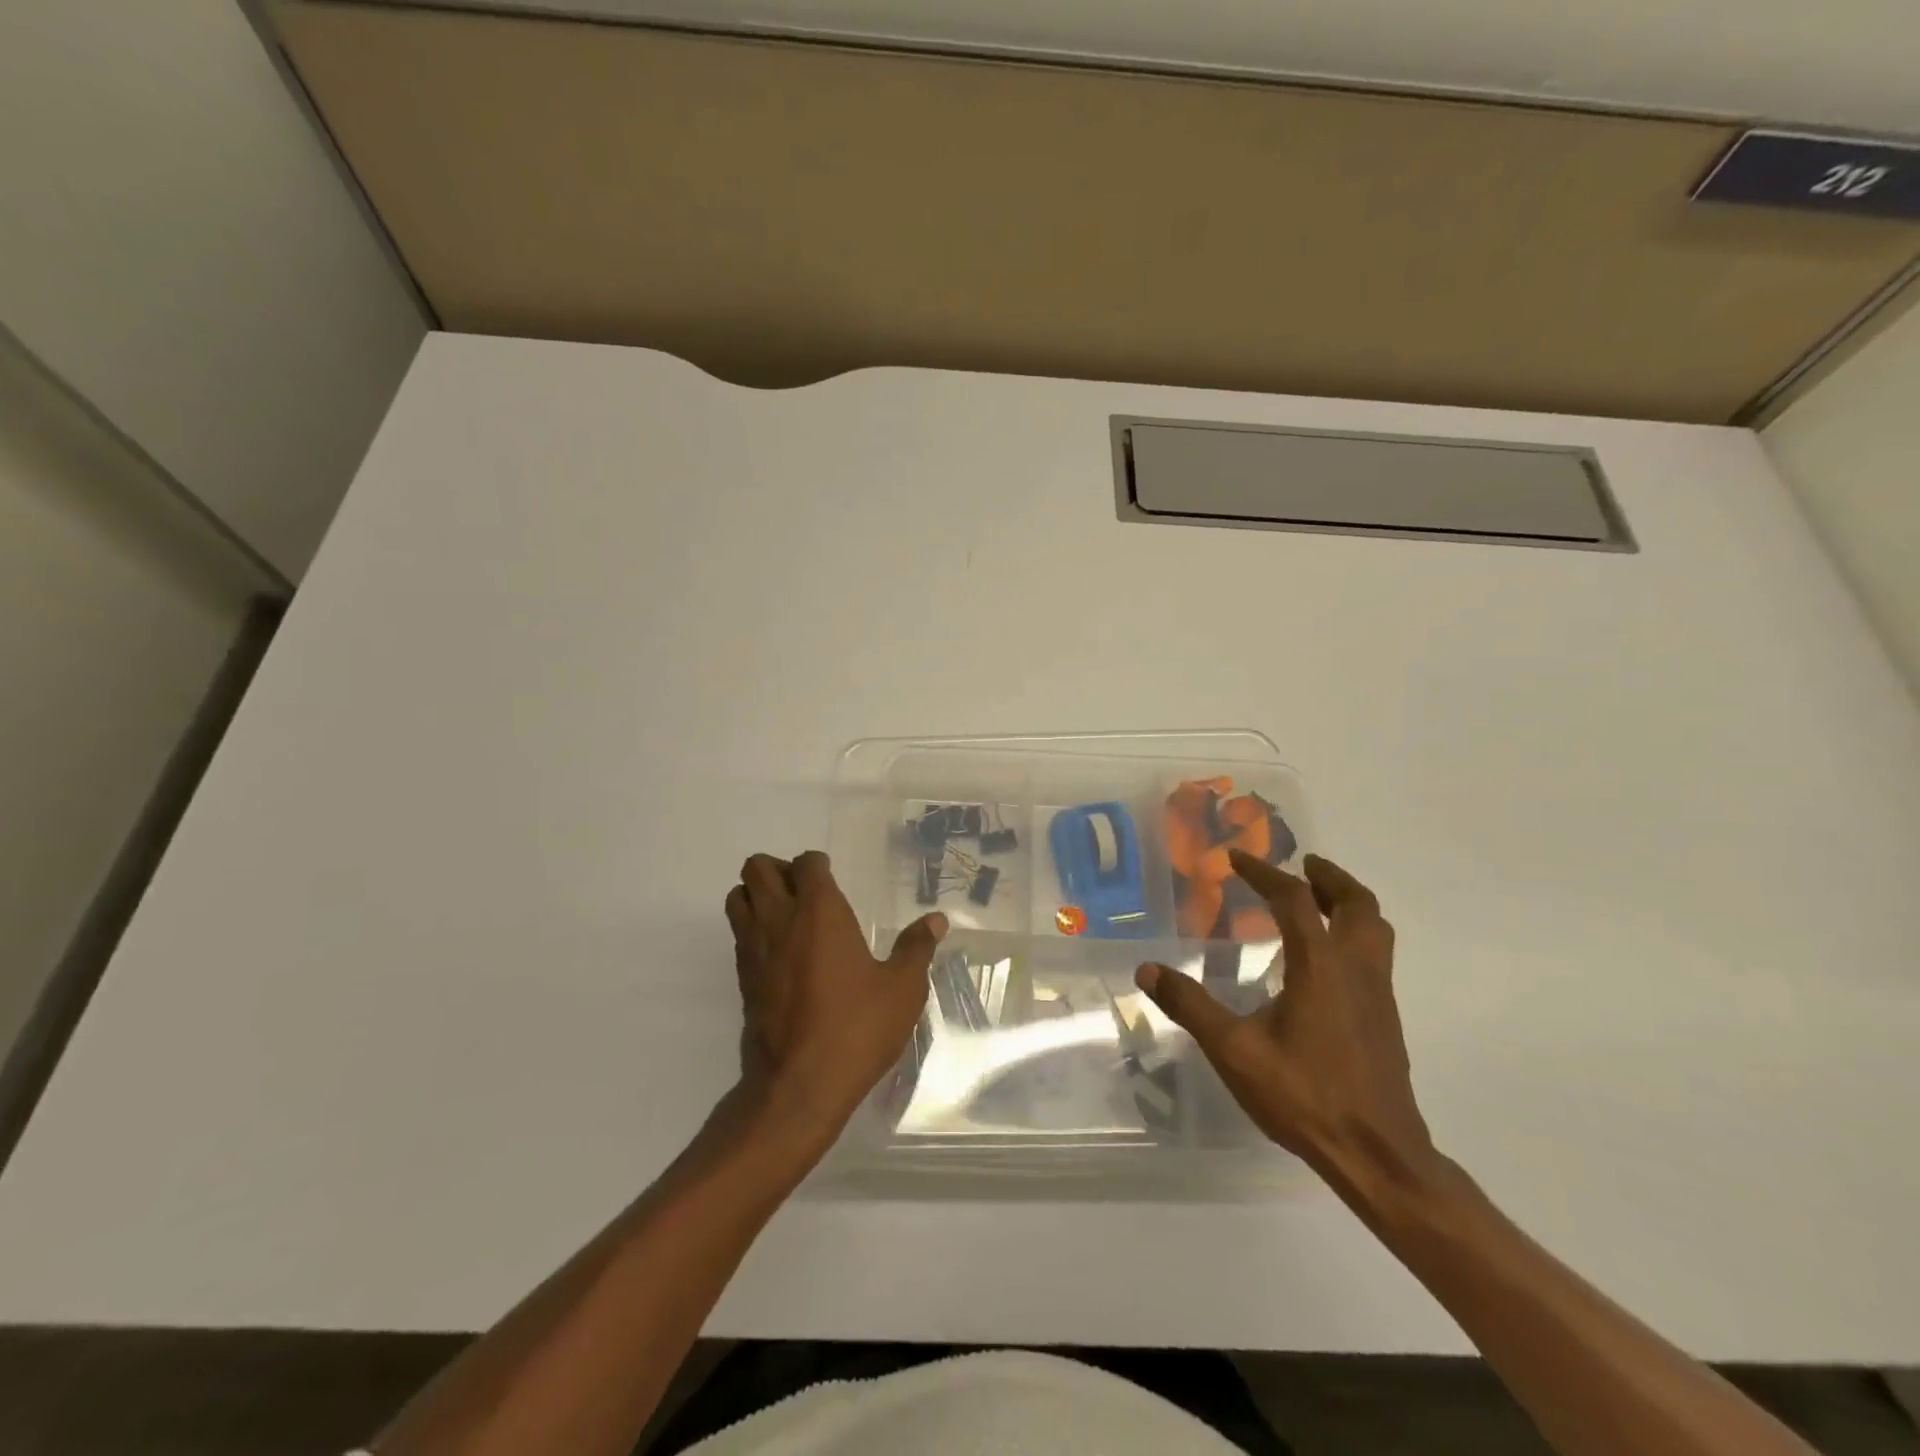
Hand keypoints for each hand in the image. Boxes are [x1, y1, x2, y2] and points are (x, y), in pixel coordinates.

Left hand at [726, 851, 946, 1142]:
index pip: (806, 864)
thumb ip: (917, 948)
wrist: (798, 1086)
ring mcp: (754, 948)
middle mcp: (780, 920)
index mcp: (819, 912)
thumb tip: (936, 920)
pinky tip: (781, 952)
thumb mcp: (902, 989)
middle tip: (806, 891)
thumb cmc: (856, 1028)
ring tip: (786, 914)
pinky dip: (752, 927)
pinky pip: (738, 933)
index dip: (818, 864)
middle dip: (779, 869)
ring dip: (756, 894)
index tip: (832, 876)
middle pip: (757, 868)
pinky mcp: (742, 978)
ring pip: (737, 896)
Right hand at [1136, 851, 1438, 1197]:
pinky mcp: (1384, 1018)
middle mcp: (1356, 969)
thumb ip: (1191, 1006)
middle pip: (1357, 904)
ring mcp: (1377, 994)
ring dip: (1348, 903)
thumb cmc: (1305, 1096)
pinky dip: (1352, 934)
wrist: (1377, 1155)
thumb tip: (1147, 969)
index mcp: (1321, 966)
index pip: (1295, 900)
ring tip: (1316, 900)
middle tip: (1302, 864)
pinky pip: (1374, 955)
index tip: (1237, 858)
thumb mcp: (1234, 1051)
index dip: (1265, 873)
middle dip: (1329, 877)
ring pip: (1375, 929)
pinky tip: (1323, 959)